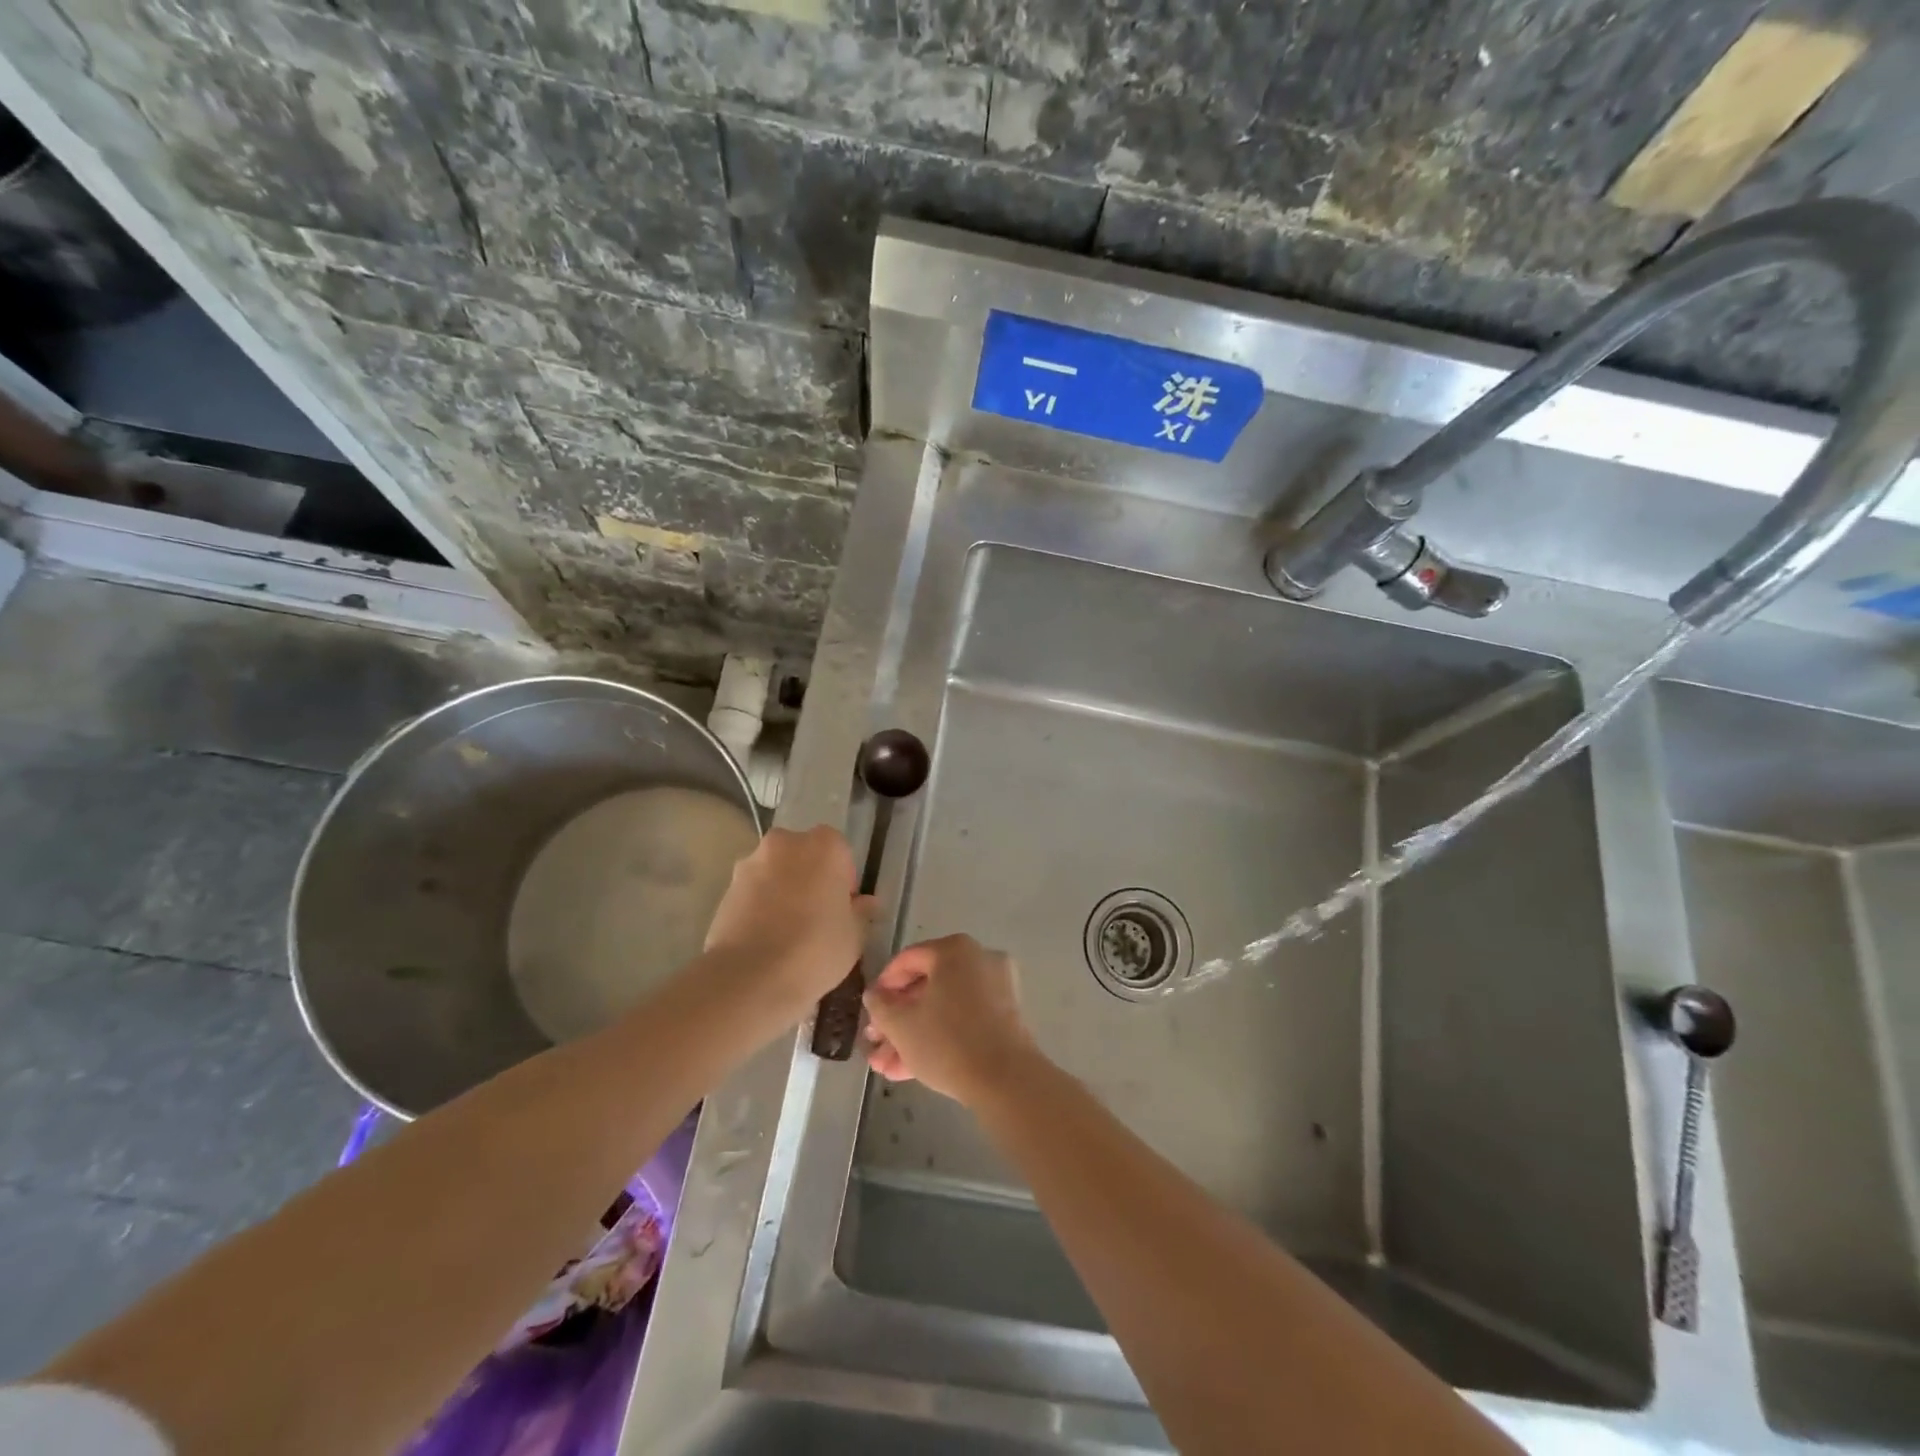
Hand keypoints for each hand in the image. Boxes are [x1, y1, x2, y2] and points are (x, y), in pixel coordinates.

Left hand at [704, 826, 874, 1014]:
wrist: (750, 978)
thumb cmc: (815, 949)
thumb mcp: (854, 935)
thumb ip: (862, 912)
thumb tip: (866, 903)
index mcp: (824, 845)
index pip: (840, 851)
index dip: (843, 879)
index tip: (842, 908)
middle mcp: (785, 843)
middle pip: (803, 856)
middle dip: (810, 878)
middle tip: (817, 917)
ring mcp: (750, 864)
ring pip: (775, 873)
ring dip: (782, 891)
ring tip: (787, 932)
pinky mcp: (725, 889)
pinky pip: (752, 893)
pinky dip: (760, 907)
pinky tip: (765, 939)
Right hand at [862, 934, 1042, 1105]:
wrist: (1006, 1080)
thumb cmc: (947, 1041)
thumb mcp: (902, 1025)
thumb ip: (881, 1005)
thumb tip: (874, 994)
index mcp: (955, 950)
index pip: (908, 960)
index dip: (883, 986)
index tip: (869, 1011)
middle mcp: (979, 960)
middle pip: (927, 986)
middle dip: (897, 1020)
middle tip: (875, 1044)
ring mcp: (997, 988)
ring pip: (944, 1008)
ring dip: (913, 1035)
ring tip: (885, 1066)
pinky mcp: (1006, 1017)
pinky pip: (964, 1019)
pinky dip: (939, 1037)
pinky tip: (908, 1070)